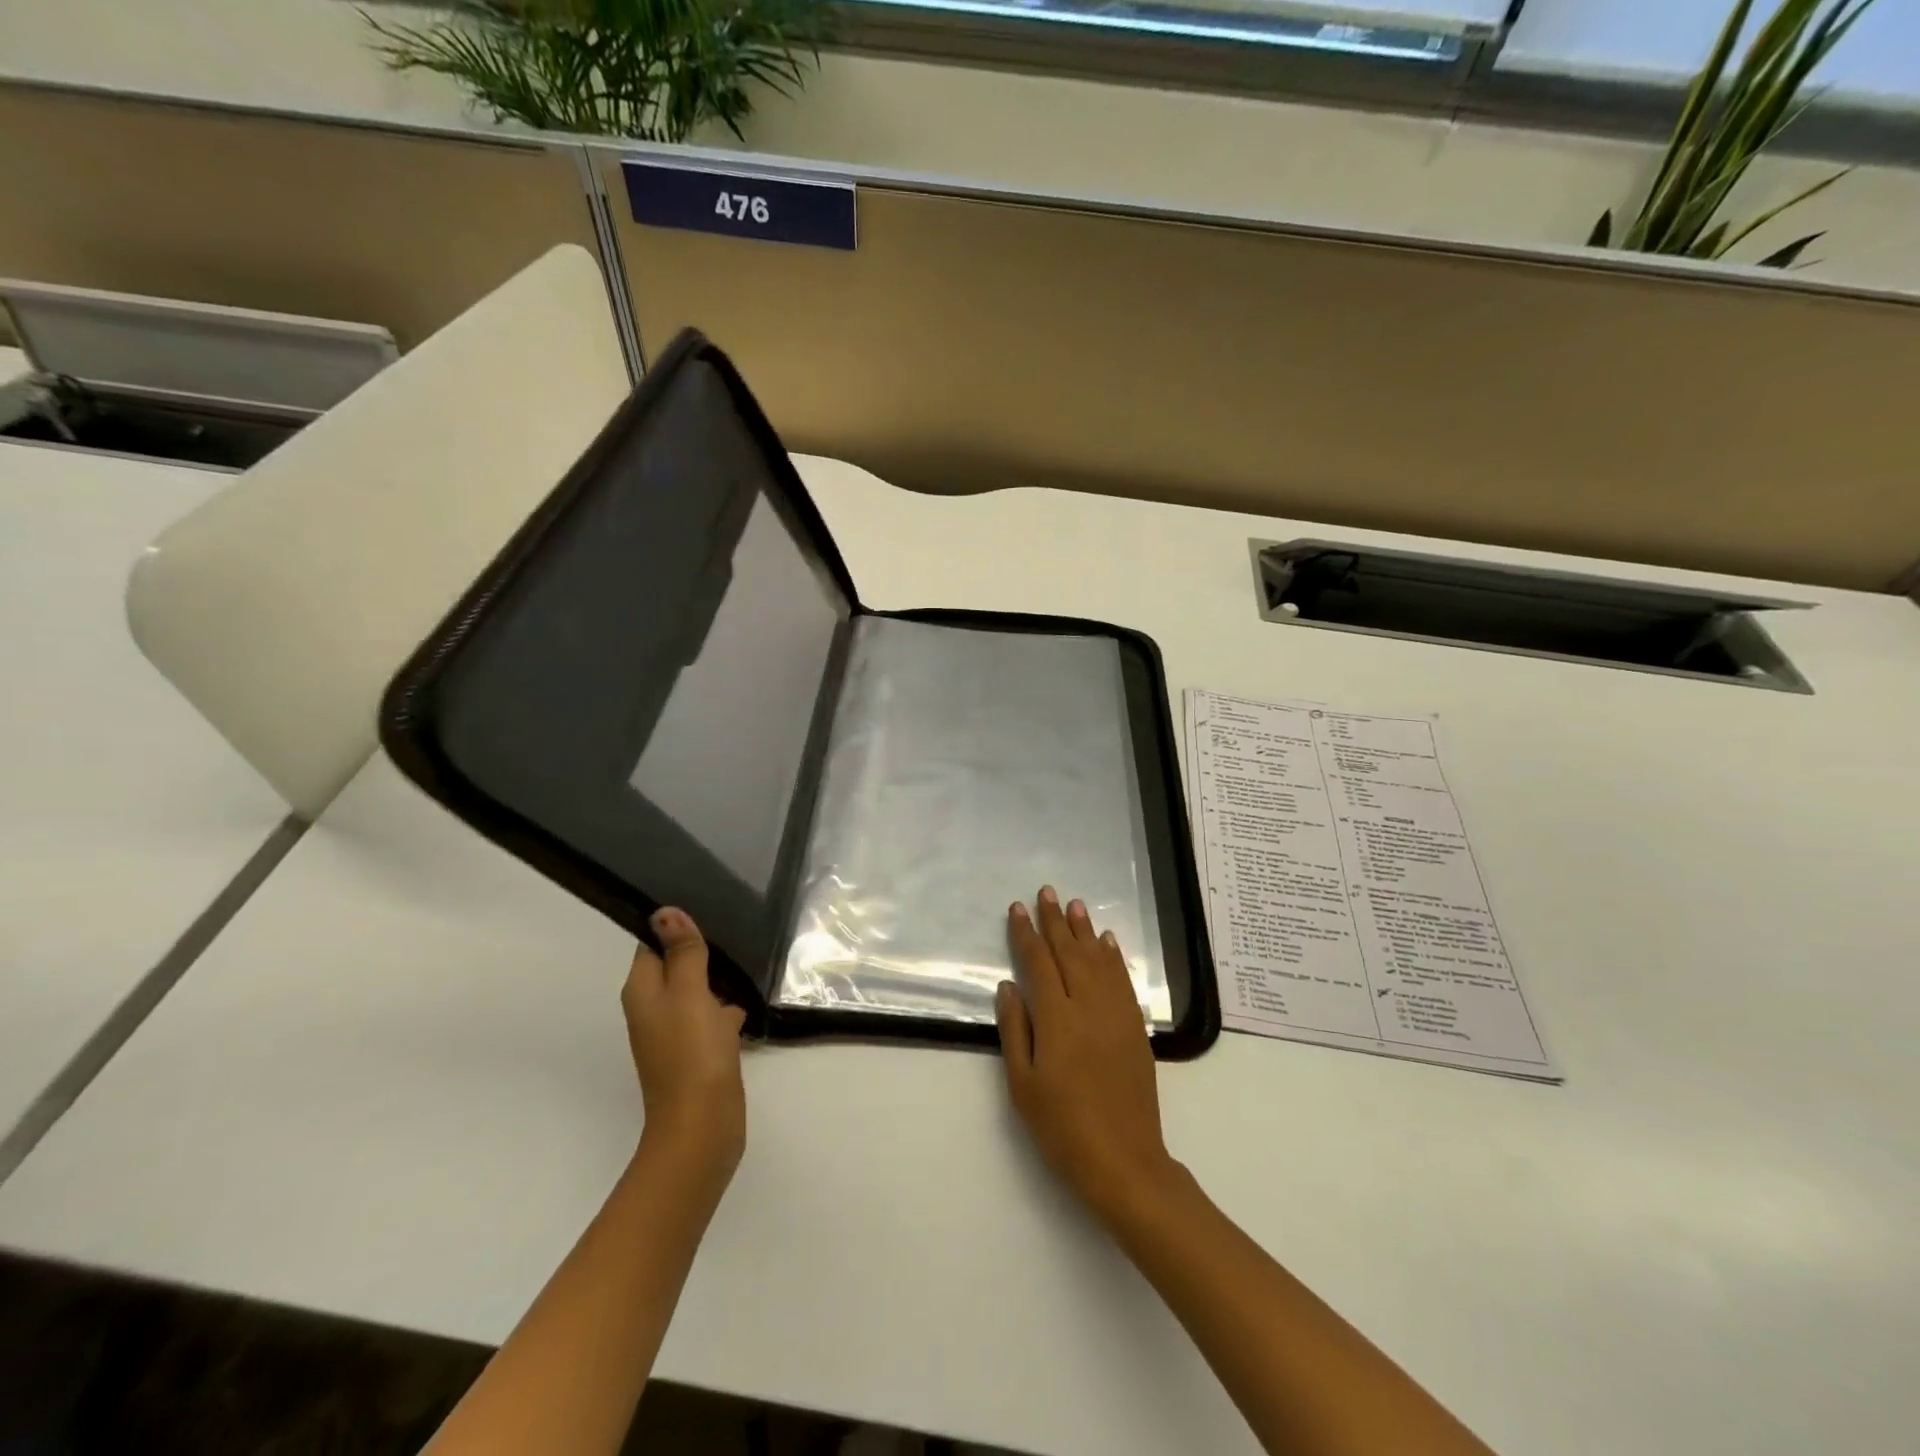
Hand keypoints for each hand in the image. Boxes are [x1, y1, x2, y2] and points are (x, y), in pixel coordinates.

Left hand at [622, 907, 746, 1182]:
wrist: (702, 1126)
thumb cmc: (691, 1053)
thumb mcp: (688, 993)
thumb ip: (682, 952)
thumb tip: (665, 911)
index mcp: (643, 991)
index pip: (651, 944)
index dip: (674, 924)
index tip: (708, 903)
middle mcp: (654, 1008)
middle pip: (675, 964)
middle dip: (701, 947)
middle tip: (735, 922)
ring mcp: (678, 1031)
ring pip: (697, 989)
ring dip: (718, 975)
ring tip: (749, 952)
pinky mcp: (701, 1050)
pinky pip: (713, 1014)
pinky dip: (728, 1004)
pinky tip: (753, 997)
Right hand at [995, 886, 1177, 1222]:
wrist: (1123, 1161)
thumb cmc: (1062, 1127)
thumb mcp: (1023, 1084)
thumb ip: (1015, 1029)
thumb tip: (1008, 985)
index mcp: (1056, 1018)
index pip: (1038, 963)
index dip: (1026, 933)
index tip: (1017, 908)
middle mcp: (1088, 1006)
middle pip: (1070, 953)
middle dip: (1055, 921)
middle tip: (1047, 891)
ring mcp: (1116, 1015)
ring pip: (1098, 960)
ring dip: (1085, 930)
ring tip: (1075, 904)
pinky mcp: (1135, 1028)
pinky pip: (1123, 981)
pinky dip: (1113, 957)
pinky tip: (1107, 942)